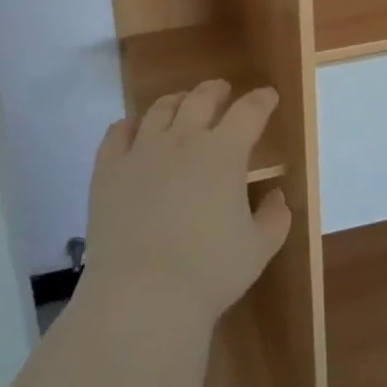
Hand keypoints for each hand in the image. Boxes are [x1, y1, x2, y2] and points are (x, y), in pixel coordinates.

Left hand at [82, 80, 290, 331]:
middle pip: (201, 98)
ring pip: (159, 109)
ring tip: (180, 103)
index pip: (248, 111)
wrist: (142, 296)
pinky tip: (133, 129)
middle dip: (216, 90)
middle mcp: (183, 139)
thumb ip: (274, 218)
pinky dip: (130, 125)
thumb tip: (277, 195)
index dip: (261, 100)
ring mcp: (141, 151)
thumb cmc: (209, 272)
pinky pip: (117, 133)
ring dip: (176, 101)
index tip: (268, 95)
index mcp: (223, 152)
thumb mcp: (258, 249)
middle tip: (222, 90)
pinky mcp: (108, 169)